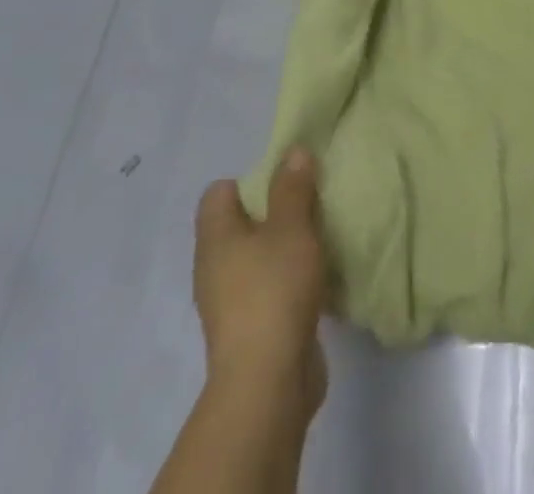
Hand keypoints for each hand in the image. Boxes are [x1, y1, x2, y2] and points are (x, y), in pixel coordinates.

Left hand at [192, 149, 328, 413]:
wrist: (267, 382)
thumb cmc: (275, 290)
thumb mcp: (292, 228)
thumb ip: (293, 188)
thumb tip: (292, 152)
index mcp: (216, 239)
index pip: (218, 193)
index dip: (249, 178)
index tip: (286, 178)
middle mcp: (215, 268)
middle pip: (240, 224)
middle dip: (274, 210)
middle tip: (310, 201)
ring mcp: (230, 302)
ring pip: (256, 256)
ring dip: (284, 245)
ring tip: (319, 235)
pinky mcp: (251, 328)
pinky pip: (268, 287)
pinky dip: (288, 278)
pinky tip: (316, 276)